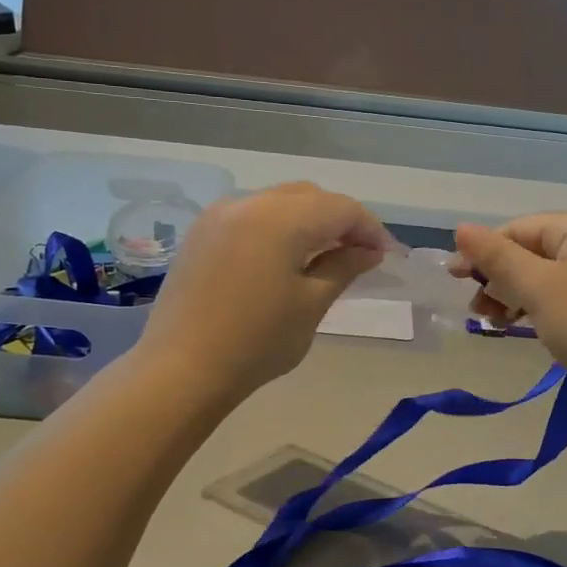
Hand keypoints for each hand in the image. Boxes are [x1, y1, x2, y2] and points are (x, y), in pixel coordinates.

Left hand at [137, 183, 398, 402]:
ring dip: (308, 220)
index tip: (385, 255)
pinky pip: (251, 215)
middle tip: (359, 254)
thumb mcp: (311, 305)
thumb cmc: (256, 342)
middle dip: (339, 220)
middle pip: (309, 196)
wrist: (180, 369)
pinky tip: (284, 256)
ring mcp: (219, 215)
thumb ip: (343, 267)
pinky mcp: (201, 232)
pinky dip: (277, 226)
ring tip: (324, 254)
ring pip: (278, 202)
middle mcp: (248, 203)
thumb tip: (368, 250)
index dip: (369, 228)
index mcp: (280, 218)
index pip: (340, 208)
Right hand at [450, 213, 566, 403]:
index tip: (454, 281)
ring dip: (513, 295)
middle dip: (498, 278)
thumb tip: (460, 228)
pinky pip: (561, 294)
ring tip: (493, 323)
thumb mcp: (537, 288)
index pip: (517, 229)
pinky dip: (537, 307)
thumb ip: (496, 257)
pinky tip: (522, 326)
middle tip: (477, 311)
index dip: (483, 253)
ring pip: (544, 275)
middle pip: (530, 250)